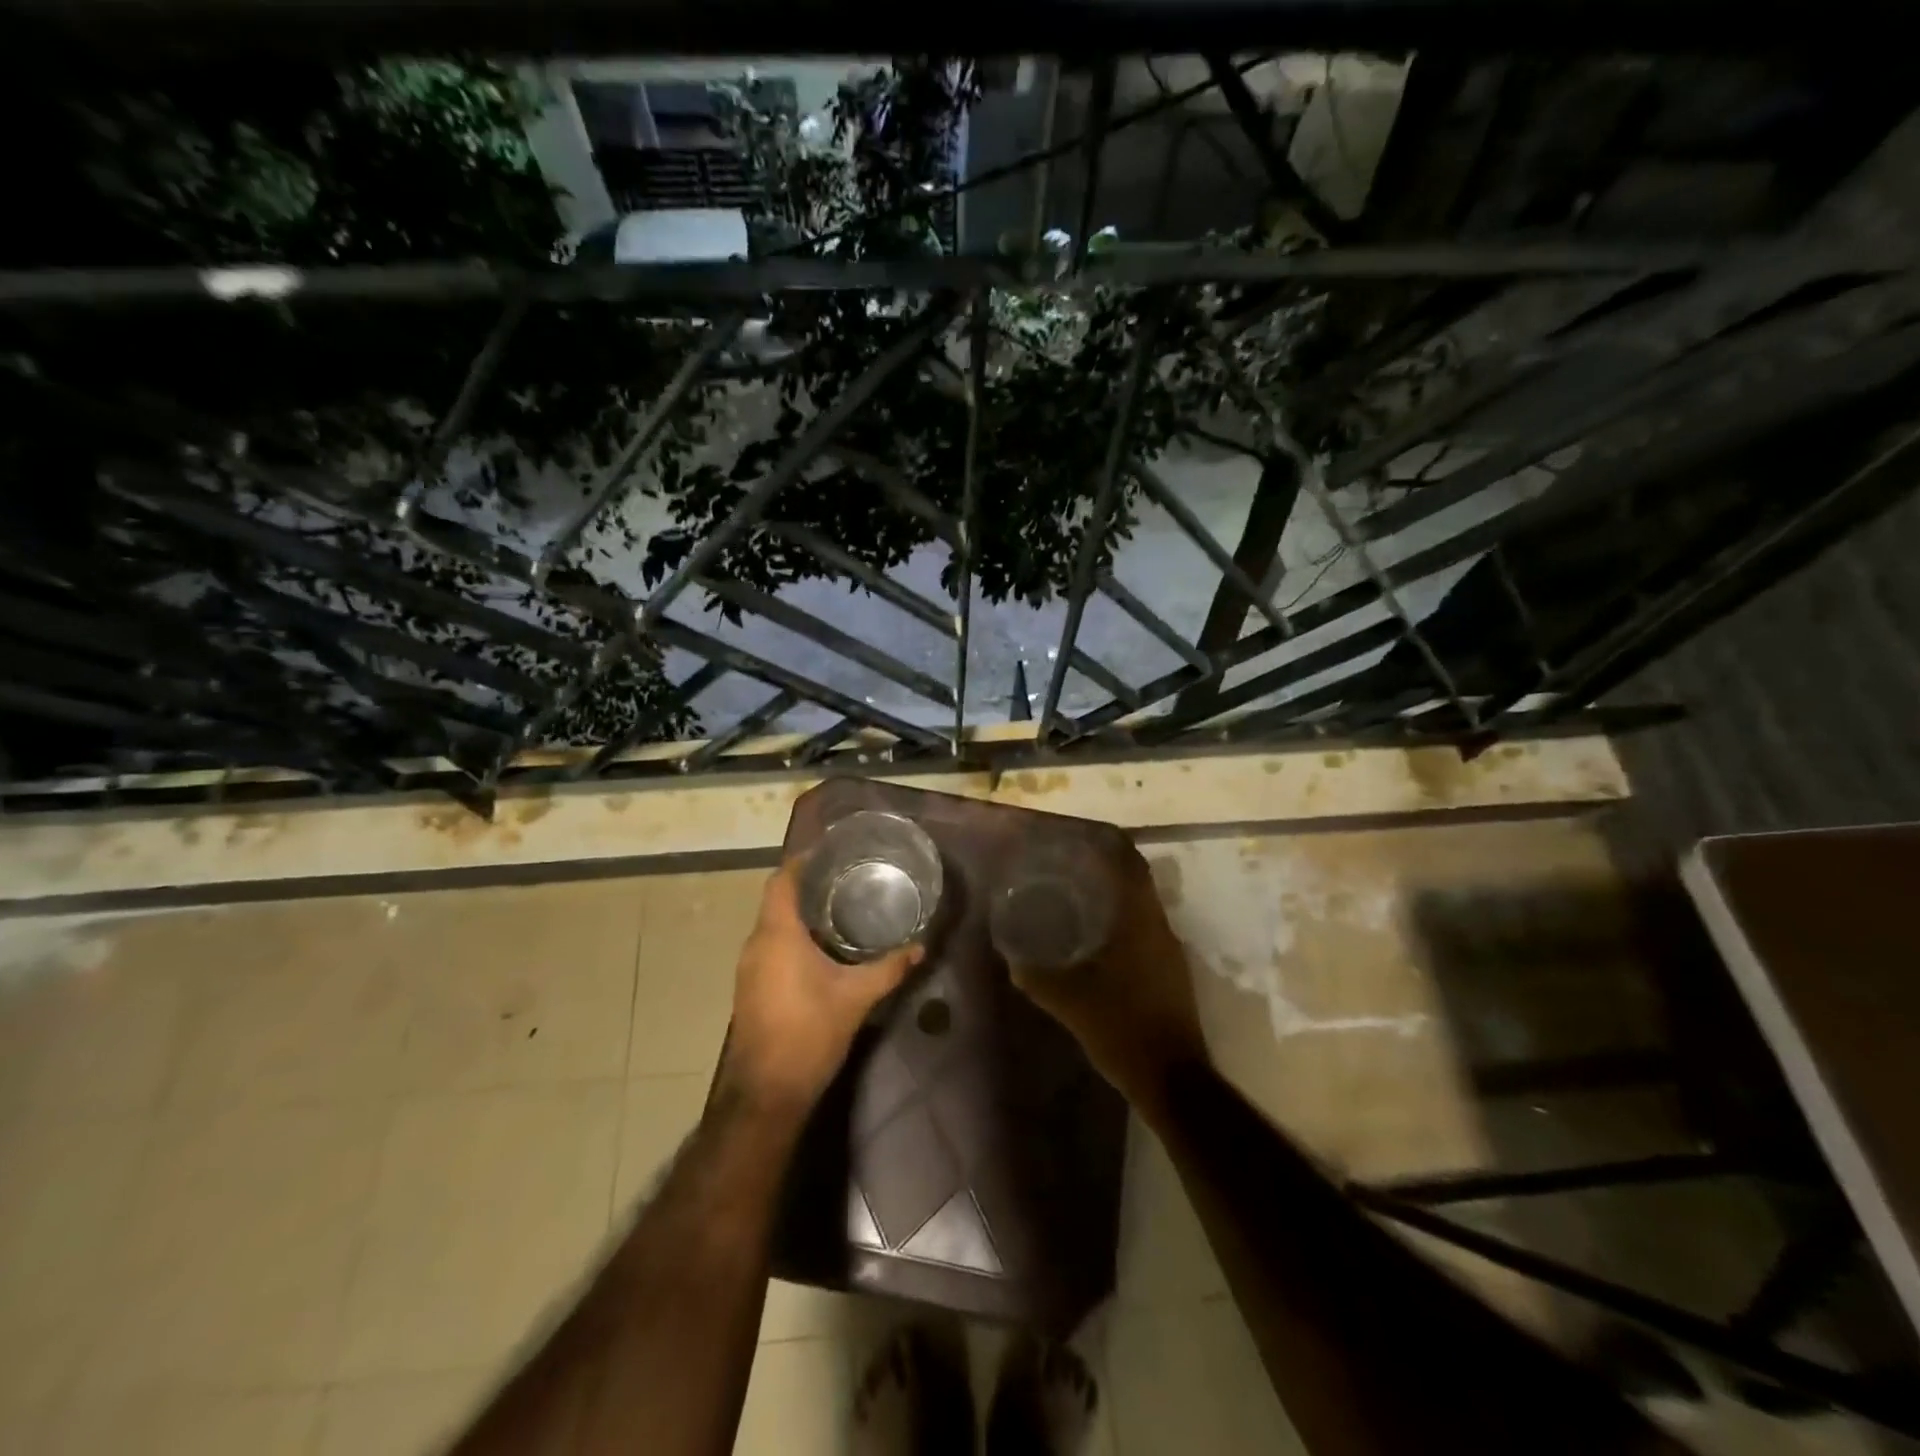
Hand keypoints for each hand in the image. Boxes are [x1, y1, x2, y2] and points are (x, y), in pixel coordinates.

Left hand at [721, 858, 924, 1115]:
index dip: (802, 860)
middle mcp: (756, 944)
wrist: (765, 1093)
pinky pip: (771, 946)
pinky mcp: (751, 987)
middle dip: (809, 886)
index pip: (781, 880)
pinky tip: (824, 948)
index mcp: (777, 935)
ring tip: (841, 908)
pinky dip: (794, 937)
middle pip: (778, 900)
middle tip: (847, 878)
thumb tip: (920, 946)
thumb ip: (889, 968)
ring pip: (774, 925)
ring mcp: (749, 968)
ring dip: (801, 913)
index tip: (832, 852)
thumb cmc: (809, 1034)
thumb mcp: (856, 998)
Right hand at [1007, 839, 1208, 1117]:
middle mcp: (1160, 929)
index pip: (1131, 866)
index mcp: (1141, 924)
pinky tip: (1094, 939)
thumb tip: (1011, 957)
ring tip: (1075, 897)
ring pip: (1141, 909)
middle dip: (1105, 870)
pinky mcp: (1170, 974)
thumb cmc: (1123, 1030)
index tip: (1080, 839)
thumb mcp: (1070, 1002)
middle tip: (1068, 867)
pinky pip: (1144, 932)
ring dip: (1114, 898)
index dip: (1110, 846)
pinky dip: (1121, 924)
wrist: (1173, 1080)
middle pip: (1136, 884)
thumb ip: (1037, 976)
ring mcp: (1169, 953)